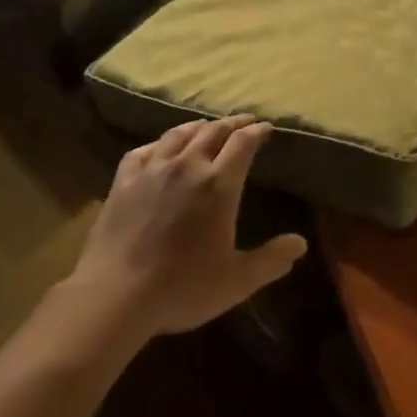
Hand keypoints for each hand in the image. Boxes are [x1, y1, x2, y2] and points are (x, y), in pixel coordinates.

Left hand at [69, 115, 306, 338]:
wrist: (116, 295)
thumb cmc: (182, 288)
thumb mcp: (237, 281)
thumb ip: (271, 260)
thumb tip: (300, 242)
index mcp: (219, 185)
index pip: (243, 144)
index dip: (257, 132)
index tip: (266, 127)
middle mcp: (187, 167)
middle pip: (213, 132)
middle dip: (232, 123)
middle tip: (244, 120)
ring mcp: (152, 170)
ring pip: (178, 135)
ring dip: (197, 127)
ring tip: (206, 126)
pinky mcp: (123, 181)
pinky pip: (143, 150)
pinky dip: (158, 144)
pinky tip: (159, 148)